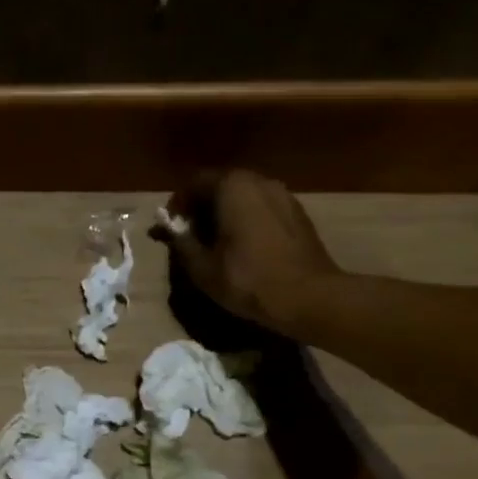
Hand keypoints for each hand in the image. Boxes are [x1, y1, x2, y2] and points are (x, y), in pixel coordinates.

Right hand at [162, 171, 341, 337]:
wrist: (308, 296)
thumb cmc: (247, 279)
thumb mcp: (202, 267)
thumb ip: (181, 242)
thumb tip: (169, 229)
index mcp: (232, 187)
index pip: (195, 183)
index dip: (177, 204)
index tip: (169, 226)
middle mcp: (259, 181)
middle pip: (221, 185)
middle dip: (201, 206)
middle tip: (189, 233)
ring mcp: (283, 195)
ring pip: (243, 196)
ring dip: (224, 212)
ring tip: (215, 241)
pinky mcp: (297, 213)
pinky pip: (262, 207)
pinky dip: (246, 219)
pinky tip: (242, 245)